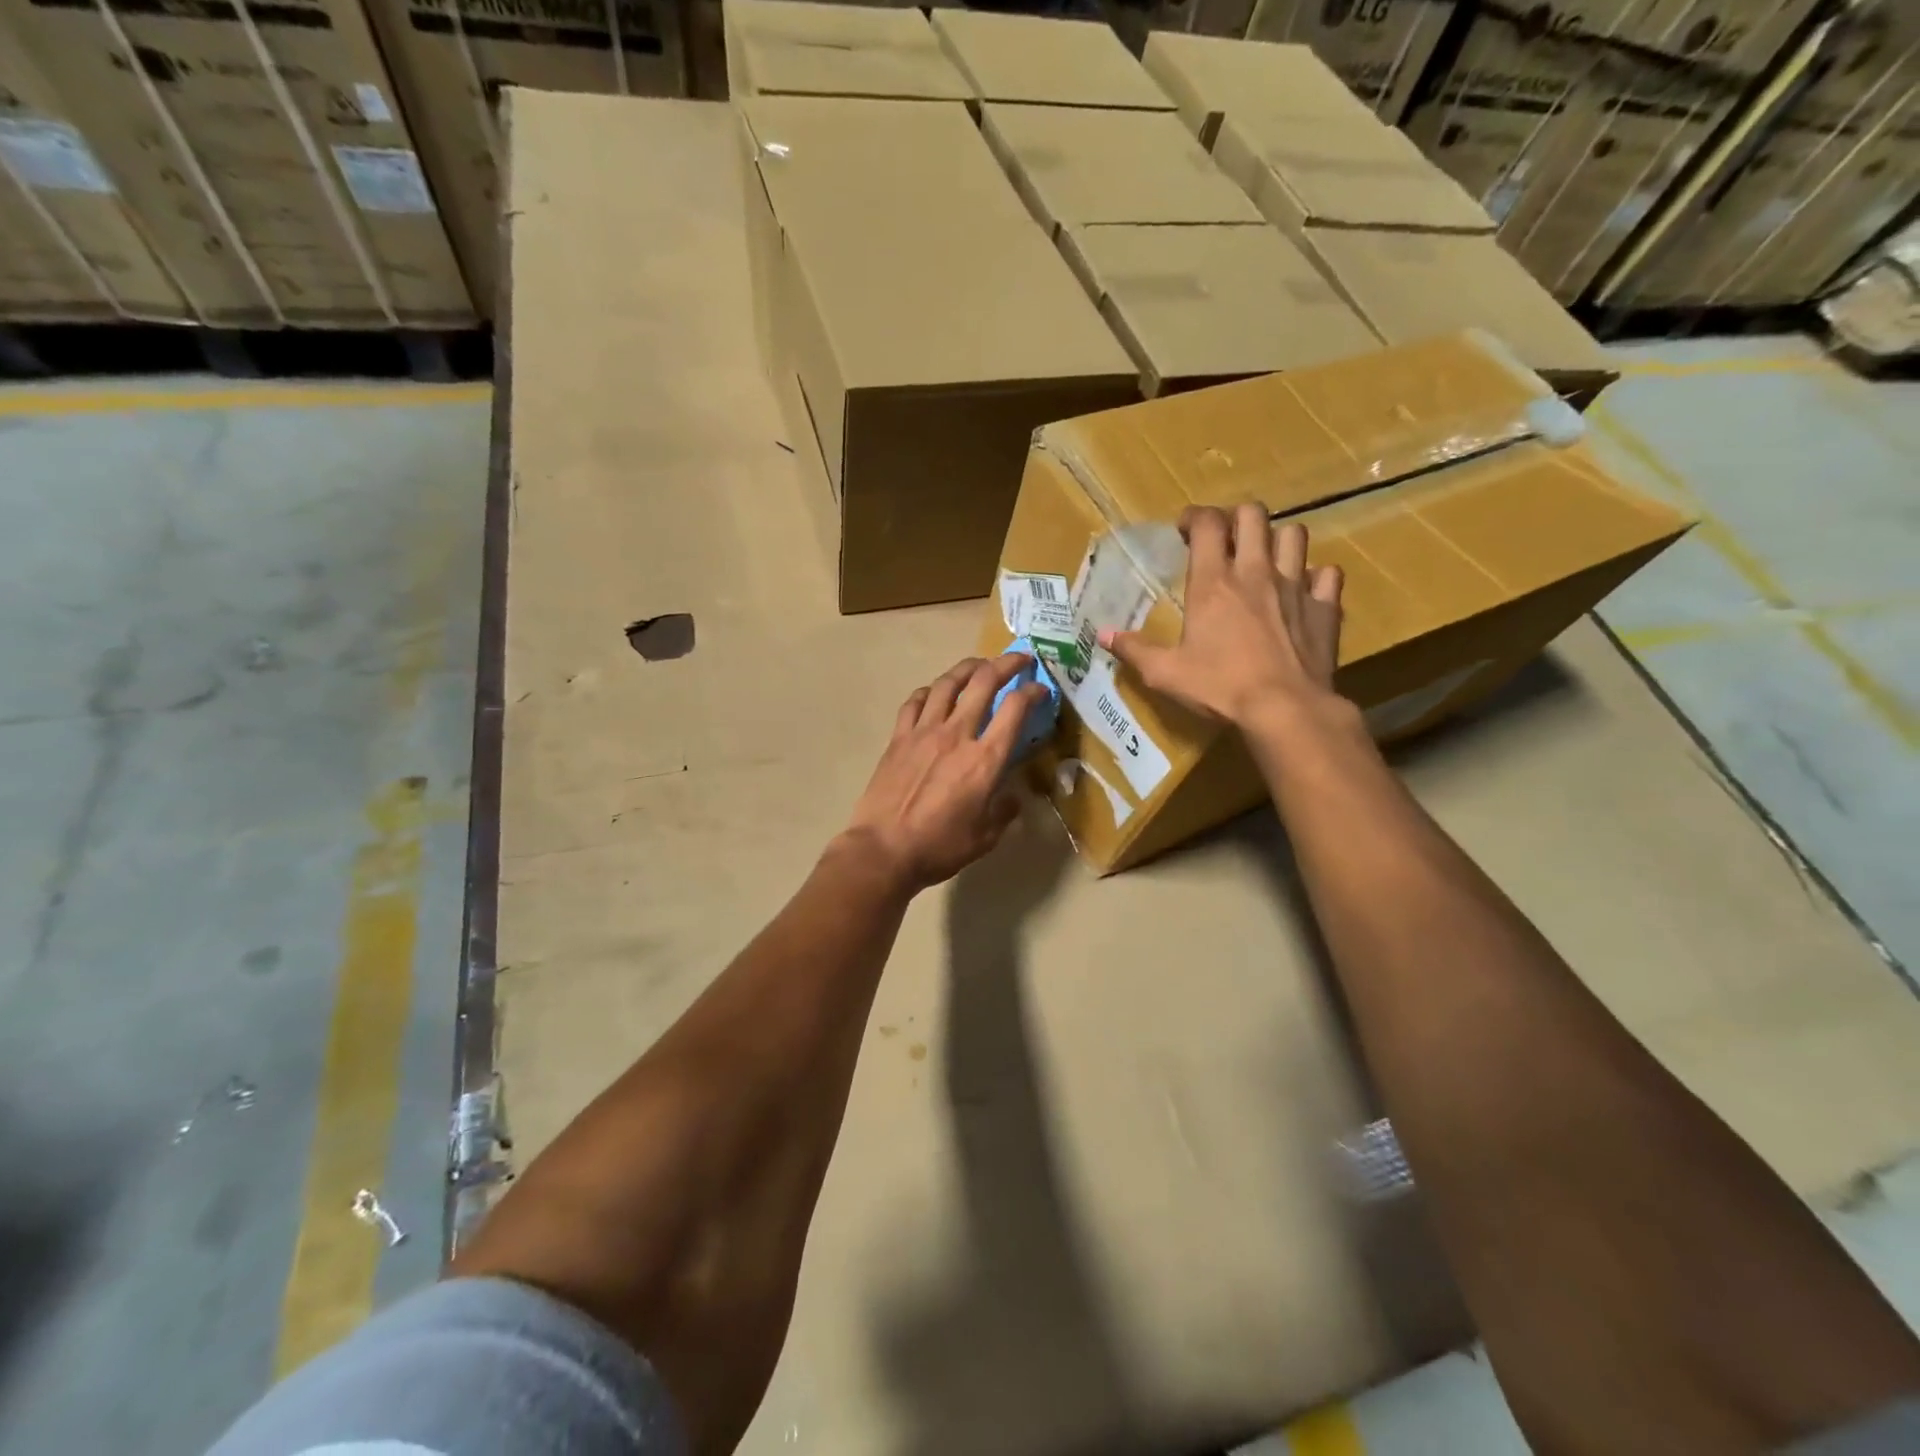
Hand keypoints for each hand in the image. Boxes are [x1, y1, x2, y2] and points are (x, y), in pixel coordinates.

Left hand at [843, 655, 1047, 893]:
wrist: (884, 850)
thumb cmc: (939, 847)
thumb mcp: (985, 838)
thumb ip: (1004, 812)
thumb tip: (1012, 798)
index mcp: (984, 760)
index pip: (1015, 709)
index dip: (1033, 691)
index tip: (1041, 689)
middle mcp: (956, 735)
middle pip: (983, 682)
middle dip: (1006, 663)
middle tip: (1019, 659)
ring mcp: (923, 732)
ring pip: (947, 683)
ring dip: (968, 667)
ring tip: (979, 665)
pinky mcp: (898, 738)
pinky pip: (914, 702)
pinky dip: (929, 690)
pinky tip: (935, 693)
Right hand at [1100, 506, 1343, 728]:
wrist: (1285, 709)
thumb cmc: (1219, 687)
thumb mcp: (1165, 673)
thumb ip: (1134, 650)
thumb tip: (1103, 635)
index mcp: (1213, 583)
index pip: (1207, 523)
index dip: (1195, 517)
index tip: (1185, 529)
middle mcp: (1255, 572)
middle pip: (1253, 515)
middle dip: (1236, 518)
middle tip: (1224, 540)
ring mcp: (1295, 586)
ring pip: (1294, 535)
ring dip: (1277, 540)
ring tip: (1265, 559)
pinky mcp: (1325, 607)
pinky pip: (1328, 574)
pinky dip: (1315, 577)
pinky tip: (1303, 592)